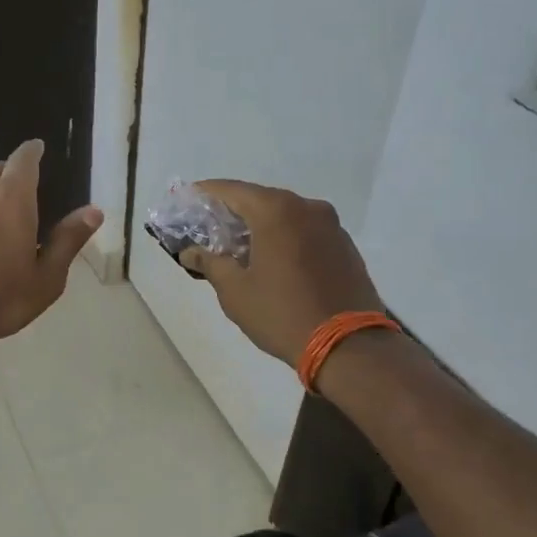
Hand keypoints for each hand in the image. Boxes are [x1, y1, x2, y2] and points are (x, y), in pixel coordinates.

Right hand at [177, 180, 383, 365]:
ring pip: (285, 215)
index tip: (186, 201)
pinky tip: (274, 261)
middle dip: (233, 212)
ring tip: (240, 248)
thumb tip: (190, 252)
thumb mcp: (235, 292)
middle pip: (260, 200)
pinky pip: (306, 231)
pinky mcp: (345, 245)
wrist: (349, 346)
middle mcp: (306, 207)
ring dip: (261, 226)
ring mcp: (331, 225)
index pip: (231, 190)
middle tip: (209, 229)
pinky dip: (285, 238)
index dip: (205, 194)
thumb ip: (210, 263)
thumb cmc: (282, 314)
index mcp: (276, 210)